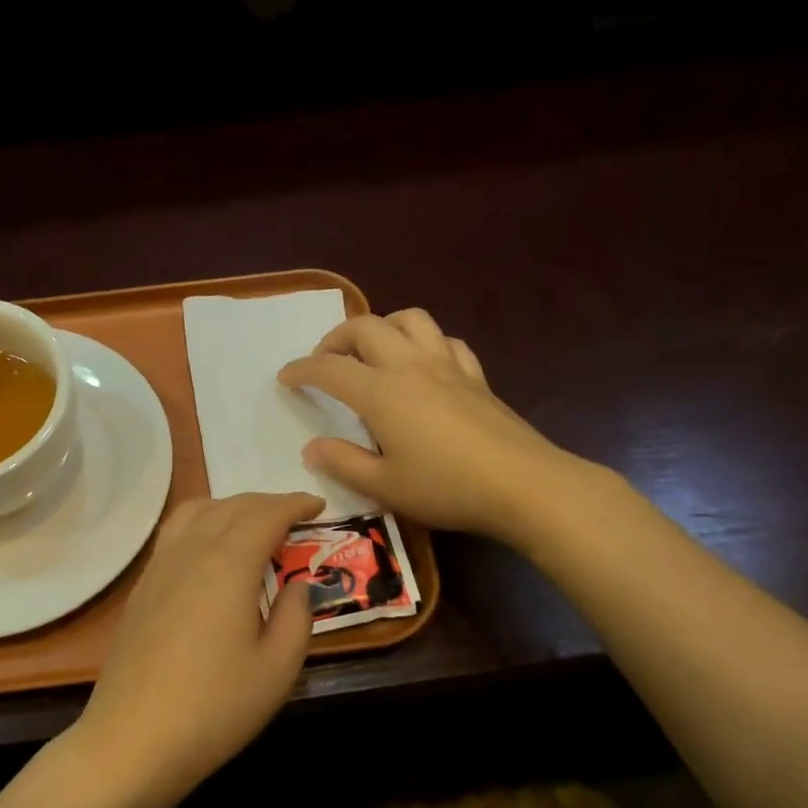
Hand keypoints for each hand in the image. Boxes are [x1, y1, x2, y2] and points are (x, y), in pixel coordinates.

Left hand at [70, 491, 323, 807]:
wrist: (132, 741)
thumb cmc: (214, 708)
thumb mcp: (277, 669)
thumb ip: (297, 617)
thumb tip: (298, 584)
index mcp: (228, 565)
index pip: (266, 514)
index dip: (295, 504)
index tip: (319, 506)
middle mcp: (191, 552)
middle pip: (232, 506)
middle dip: (268, 503)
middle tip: (296, 518)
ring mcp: (159, 567)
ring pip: (197, 511)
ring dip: (232, 507)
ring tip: (254, 526)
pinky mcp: (142, 588)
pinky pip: (175, 533)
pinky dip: (202, 522)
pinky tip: (211, 550)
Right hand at [278, 309, 563, 536]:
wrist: (522, 484)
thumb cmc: (446, 488)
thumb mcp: (384, 487)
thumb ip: (343, 463)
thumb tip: (312, 447)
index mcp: (381, 392)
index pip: (329, 369)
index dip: (301, 369)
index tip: (285, 378)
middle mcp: (410, 366)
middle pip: (366, 327)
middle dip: (336, 337)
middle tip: (324, 360)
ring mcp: (447, 366)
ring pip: (410, 320)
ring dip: (382, 326)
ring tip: (372, 351)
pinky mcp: (476, 376)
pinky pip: (446, 341)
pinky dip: (425, 343)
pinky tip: (423, 364)